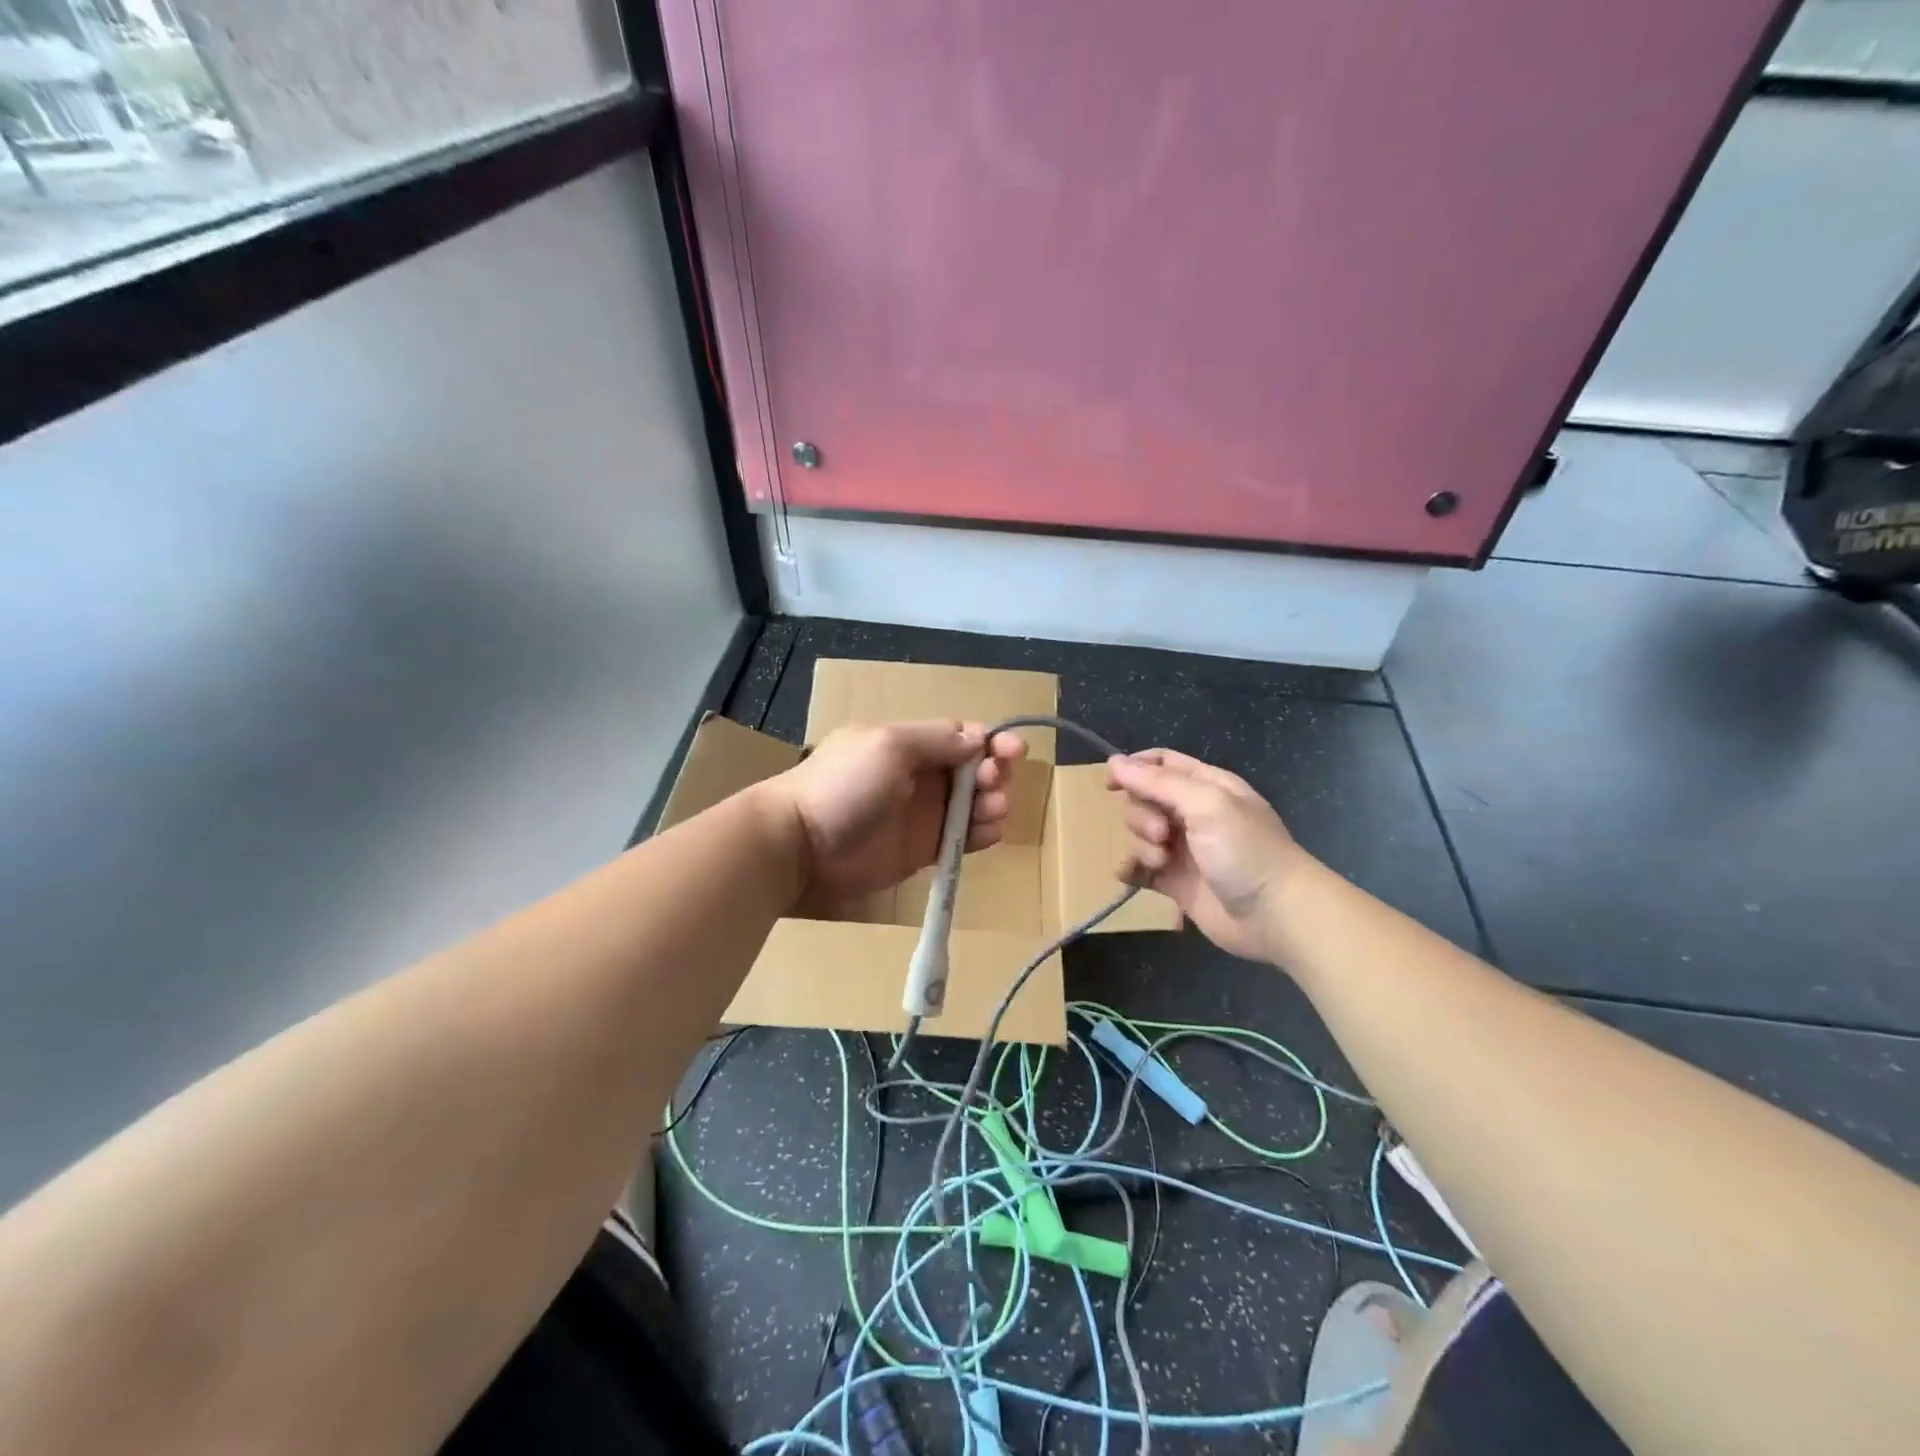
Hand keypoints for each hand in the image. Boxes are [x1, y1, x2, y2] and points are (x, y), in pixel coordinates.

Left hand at [771, 721, 1027, 910]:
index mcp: (909, 743)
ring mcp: (922, 814)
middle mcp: (919, 775)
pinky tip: (989, 833)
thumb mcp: (888, 746)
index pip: (960, 736)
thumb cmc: (843, 785)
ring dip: (992, 804)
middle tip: (994, 784)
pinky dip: (981, 834)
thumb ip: (936, 740)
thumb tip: (977, 738)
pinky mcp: (922, 850)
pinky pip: (961, 838)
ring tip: (993, 810)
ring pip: (972, 805)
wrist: (800, 844)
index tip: (1013, 750)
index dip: (990, 741)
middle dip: (994, 773)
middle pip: (972, 770)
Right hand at [1106, 748, 1307, 962]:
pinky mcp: (1176, 883)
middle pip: (1144, 799)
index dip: (1133, 768)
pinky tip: (1131, 874)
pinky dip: (1131, 869)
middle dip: (1142, 815)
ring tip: (1161, 862)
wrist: (1276, 915)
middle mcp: (1193, 814)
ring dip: (1141, 844)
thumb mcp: (1206, 804)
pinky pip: (1140, 869)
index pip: (1161, 763)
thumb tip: (1114, 762)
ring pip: (1140, 834)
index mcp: (1206, 787)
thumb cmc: (1246, 850)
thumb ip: (1158, 782)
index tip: (1111, 784)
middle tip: (1163, 835)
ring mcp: (1184, 849)